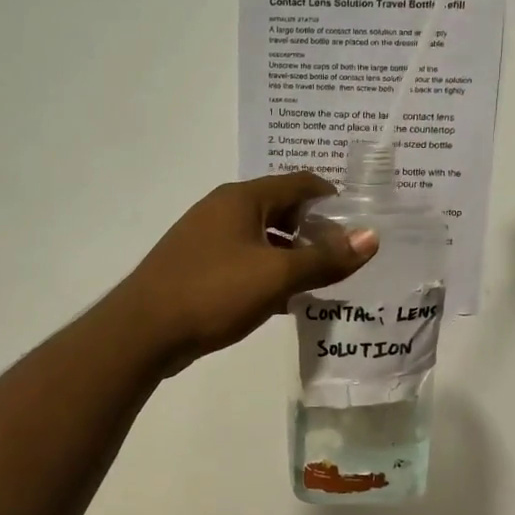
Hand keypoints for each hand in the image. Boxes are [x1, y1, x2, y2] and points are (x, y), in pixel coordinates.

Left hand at [111, 174, 377, 373]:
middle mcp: (223, 209)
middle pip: (282, 209)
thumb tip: (371, 237)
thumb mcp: (276, 276)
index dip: (333, 199)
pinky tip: (285, 301)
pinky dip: (268, 272)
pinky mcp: (197, 265)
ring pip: (263, 238)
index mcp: (242, 198)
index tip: (360, 224)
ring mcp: (206, 237)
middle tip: (345, 257)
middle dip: (314, 231)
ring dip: (292, 255)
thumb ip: (325, 258)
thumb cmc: (213, 293)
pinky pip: (244, 259)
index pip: (300, 183)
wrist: (143, 331)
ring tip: (323, 281)